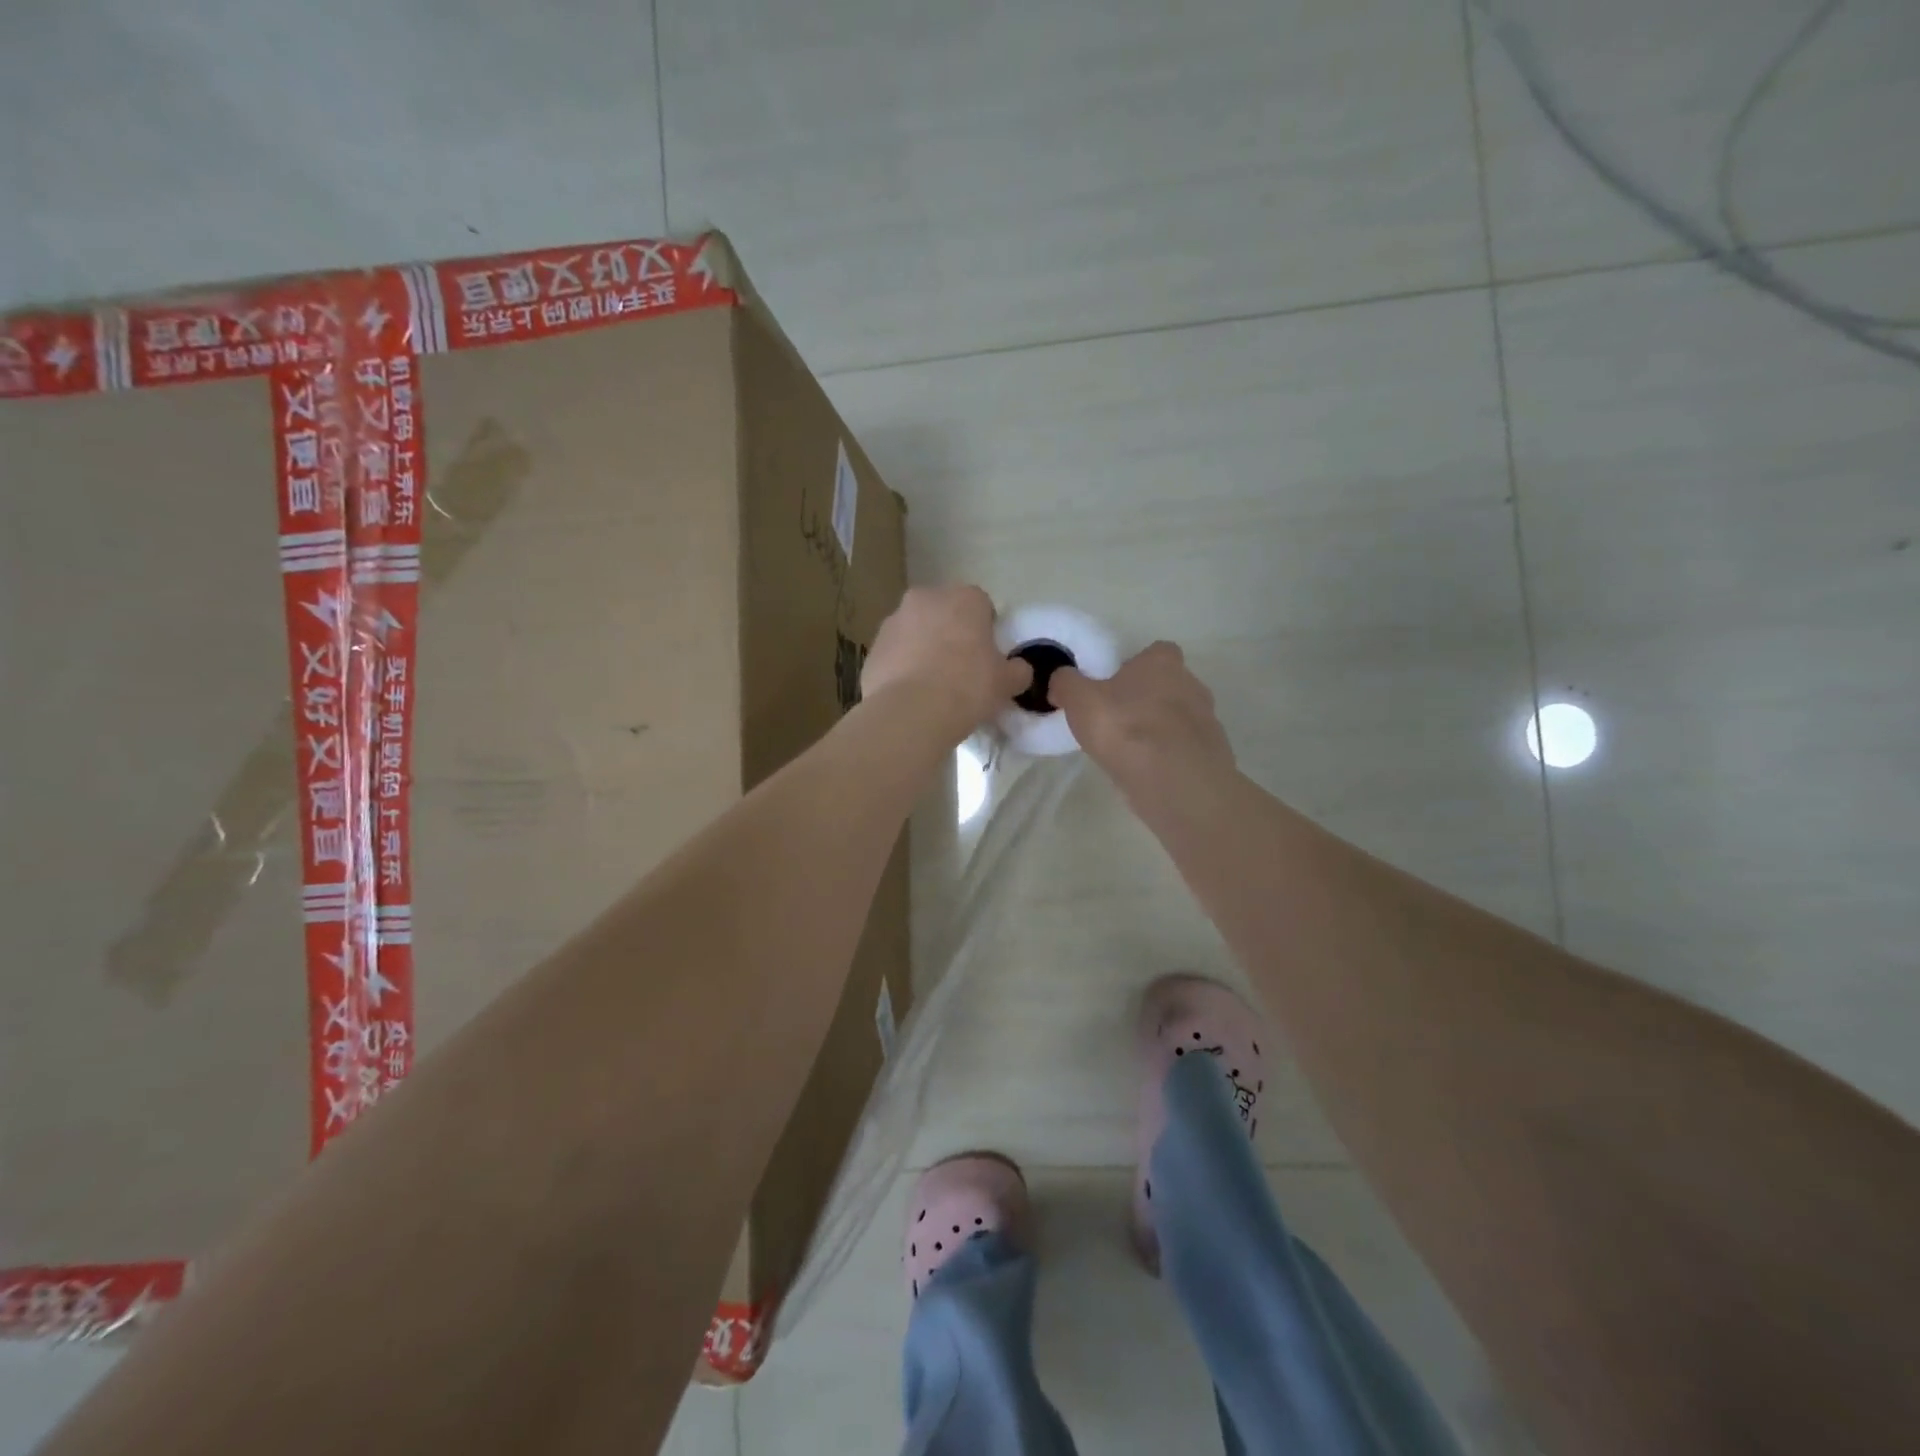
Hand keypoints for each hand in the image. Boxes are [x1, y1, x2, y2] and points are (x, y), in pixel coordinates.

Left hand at [862, 585, 1031, 737]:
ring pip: (916, 632)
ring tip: (933, 687)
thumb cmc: (968, 687)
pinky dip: (902, 669)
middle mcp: (925, 599)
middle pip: (944, 614)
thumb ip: (1018, 671)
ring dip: (924, 650)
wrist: (911, 713)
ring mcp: (893, 622)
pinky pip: (895, 655)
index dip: (986, 631)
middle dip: (951, 634)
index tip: (987, 658)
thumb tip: (1018, 670)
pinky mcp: (872, 649)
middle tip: (961, 670)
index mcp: (964, 598)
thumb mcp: (1007, 683)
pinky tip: (911, 697)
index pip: (981, 606)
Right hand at [1049, 642, 1234, 801]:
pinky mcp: (1212, 755)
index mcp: (1162, 662)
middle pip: (1167, 685)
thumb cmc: (1126, 729)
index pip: (1156, 652)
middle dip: (1146, 699)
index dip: (1135, 666)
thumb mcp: (1079, 700)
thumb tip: (1061, 679)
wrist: (1176, 783)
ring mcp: (1207, 721)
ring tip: (1130, 752)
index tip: (1113, 686)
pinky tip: (1148, 773)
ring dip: (1159, 730)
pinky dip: (1169, 757)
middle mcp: (1191, 684)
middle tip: (1117, 720)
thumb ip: (1066, 683)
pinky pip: (1185, 749)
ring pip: (1178, 718)